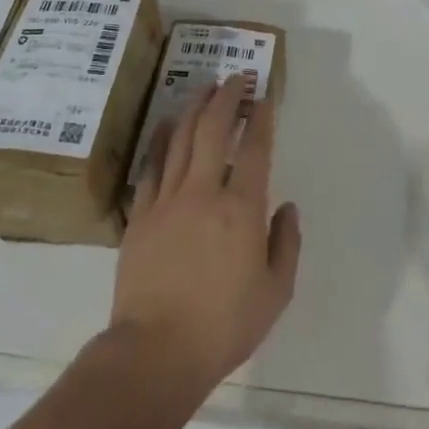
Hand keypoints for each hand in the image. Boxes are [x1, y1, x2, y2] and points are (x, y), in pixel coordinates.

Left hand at [110, 75, 301, 403]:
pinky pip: (151, 165)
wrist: (156, 351)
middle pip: (213, 130)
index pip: (254, 149)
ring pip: (180, 138)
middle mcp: (203, 192)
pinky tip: (166, 124)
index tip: (264, 97)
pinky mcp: (141, 214)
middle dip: (227, 98)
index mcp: (241, 209)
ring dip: (195, 108)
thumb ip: (286, 244)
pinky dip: (161, 139)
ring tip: (205, 88)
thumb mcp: (275, 292)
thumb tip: (287, 208)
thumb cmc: (224, 325)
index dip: (261, 118)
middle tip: (235, 78)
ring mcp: (167, 199)